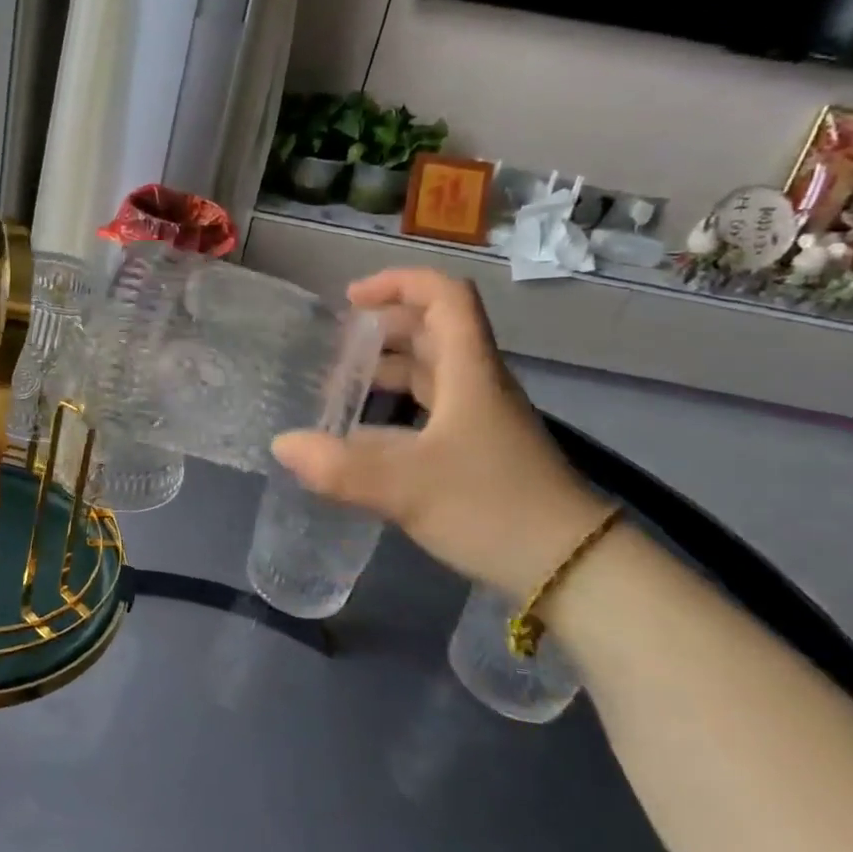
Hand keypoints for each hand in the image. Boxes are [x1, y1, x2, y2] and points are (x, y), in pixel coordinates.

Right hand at [273, 267, 608, 597]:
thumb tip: (281, 445)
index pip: (443, 296)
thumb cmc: (492, 508)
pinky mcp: (479, 448)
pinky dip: (396, 407)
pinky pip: (432, 408)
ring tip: (341, 389)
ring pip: (432, 370)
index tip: (351, 301)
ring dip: (387, 368)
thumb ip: (340, 467)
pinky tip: (365, 437)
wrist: (571, 568)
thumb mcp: (408, 487)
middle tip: (336, 347)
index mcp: (468, 370)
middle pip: (433, 329)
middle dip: (382, 327)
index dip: (397, 283)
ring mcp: (481, 417)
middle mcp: (477, 383)